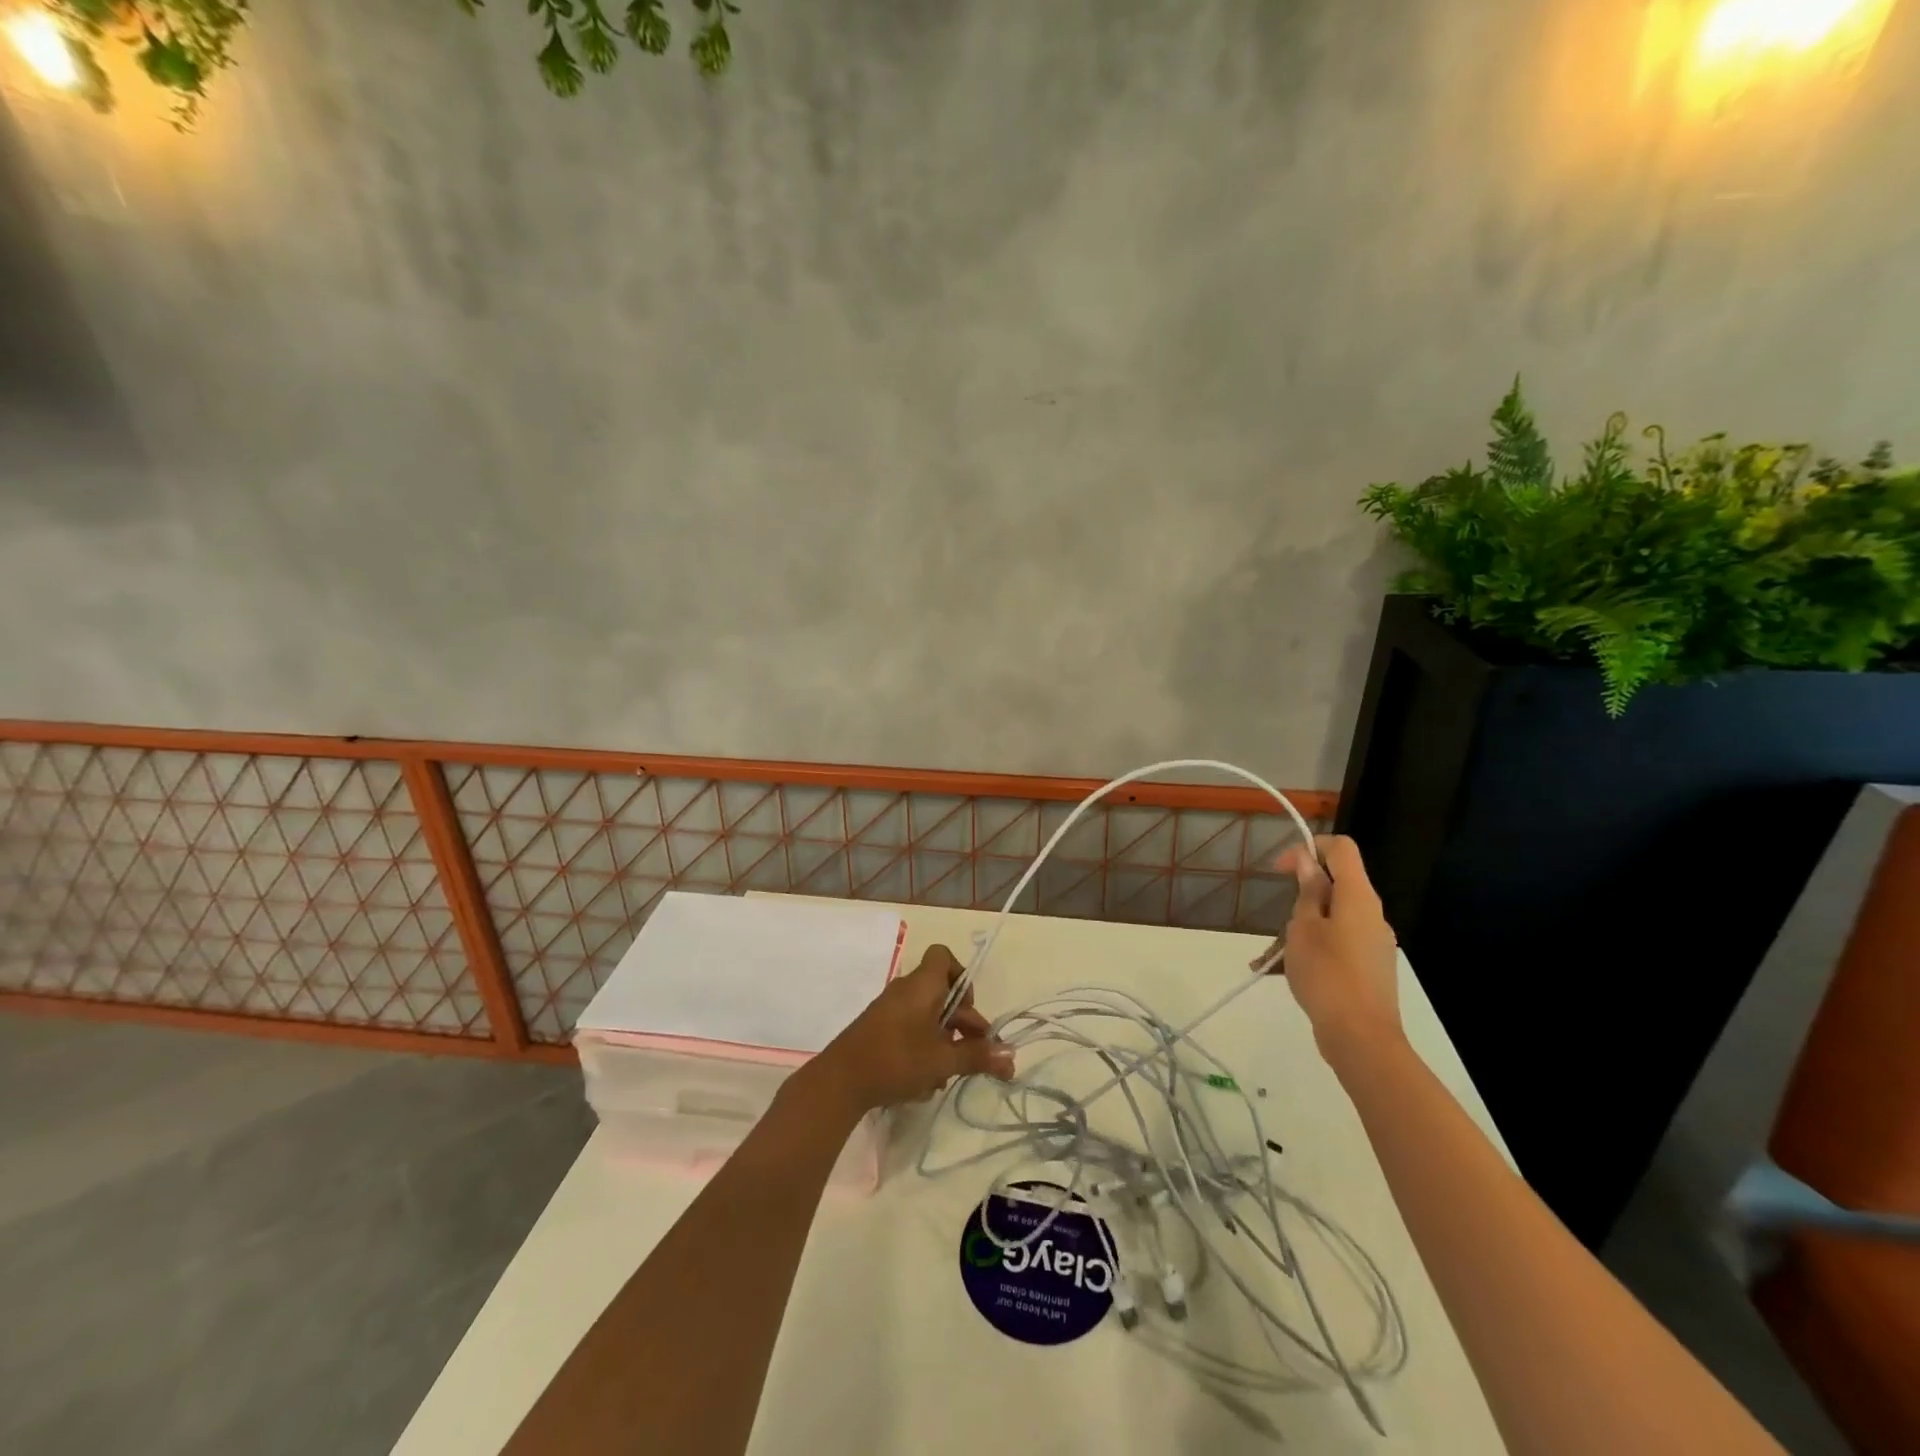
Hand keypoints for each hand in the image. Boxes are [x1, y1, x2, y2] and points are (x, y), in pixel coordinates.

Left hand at [810, 944, 1014, 1114]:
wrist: (839, 1081)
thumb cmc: (896, 1059)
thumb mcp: (942, 1060)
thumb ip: (977, 1056)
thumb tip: (1010, 1058)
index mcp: (922, 985)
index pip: (943, 956)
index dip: (962, 976)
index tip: (969, 1008)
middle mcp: (906, 990)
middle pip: (942, 993)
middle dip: (962, 1024)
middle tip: (975, 1054)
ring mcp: (889, 1010)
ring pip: (928, 1017)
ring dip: (944, 1042)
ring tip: (947, 1074)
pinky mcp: (879, 1030)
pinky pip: (911, 1030)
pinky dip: (923, 1049)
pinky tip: (925, 1082)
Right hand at [1271, 835, 1403, 1064]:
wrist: (1361, 1038)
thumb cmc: (1327, 974)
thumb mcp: (1304, 928)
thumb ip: (1308, 892)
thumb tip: (1308, 861)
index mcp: (1358, 897)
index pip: (1342, 849)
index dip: (1309, 847)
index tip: (1280, 869)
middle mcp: (1371, 915)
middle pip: (1336, 887)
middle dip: (1300, 897)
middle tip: (1275, 922)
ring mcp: (1373, 944)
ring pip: (1332, 920)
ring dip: (1300, 930)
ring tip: (1268, 958)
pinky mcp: (1369, 969)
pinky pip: (1336, 946)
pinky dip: (1311, 952)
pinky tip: (1281, 974)